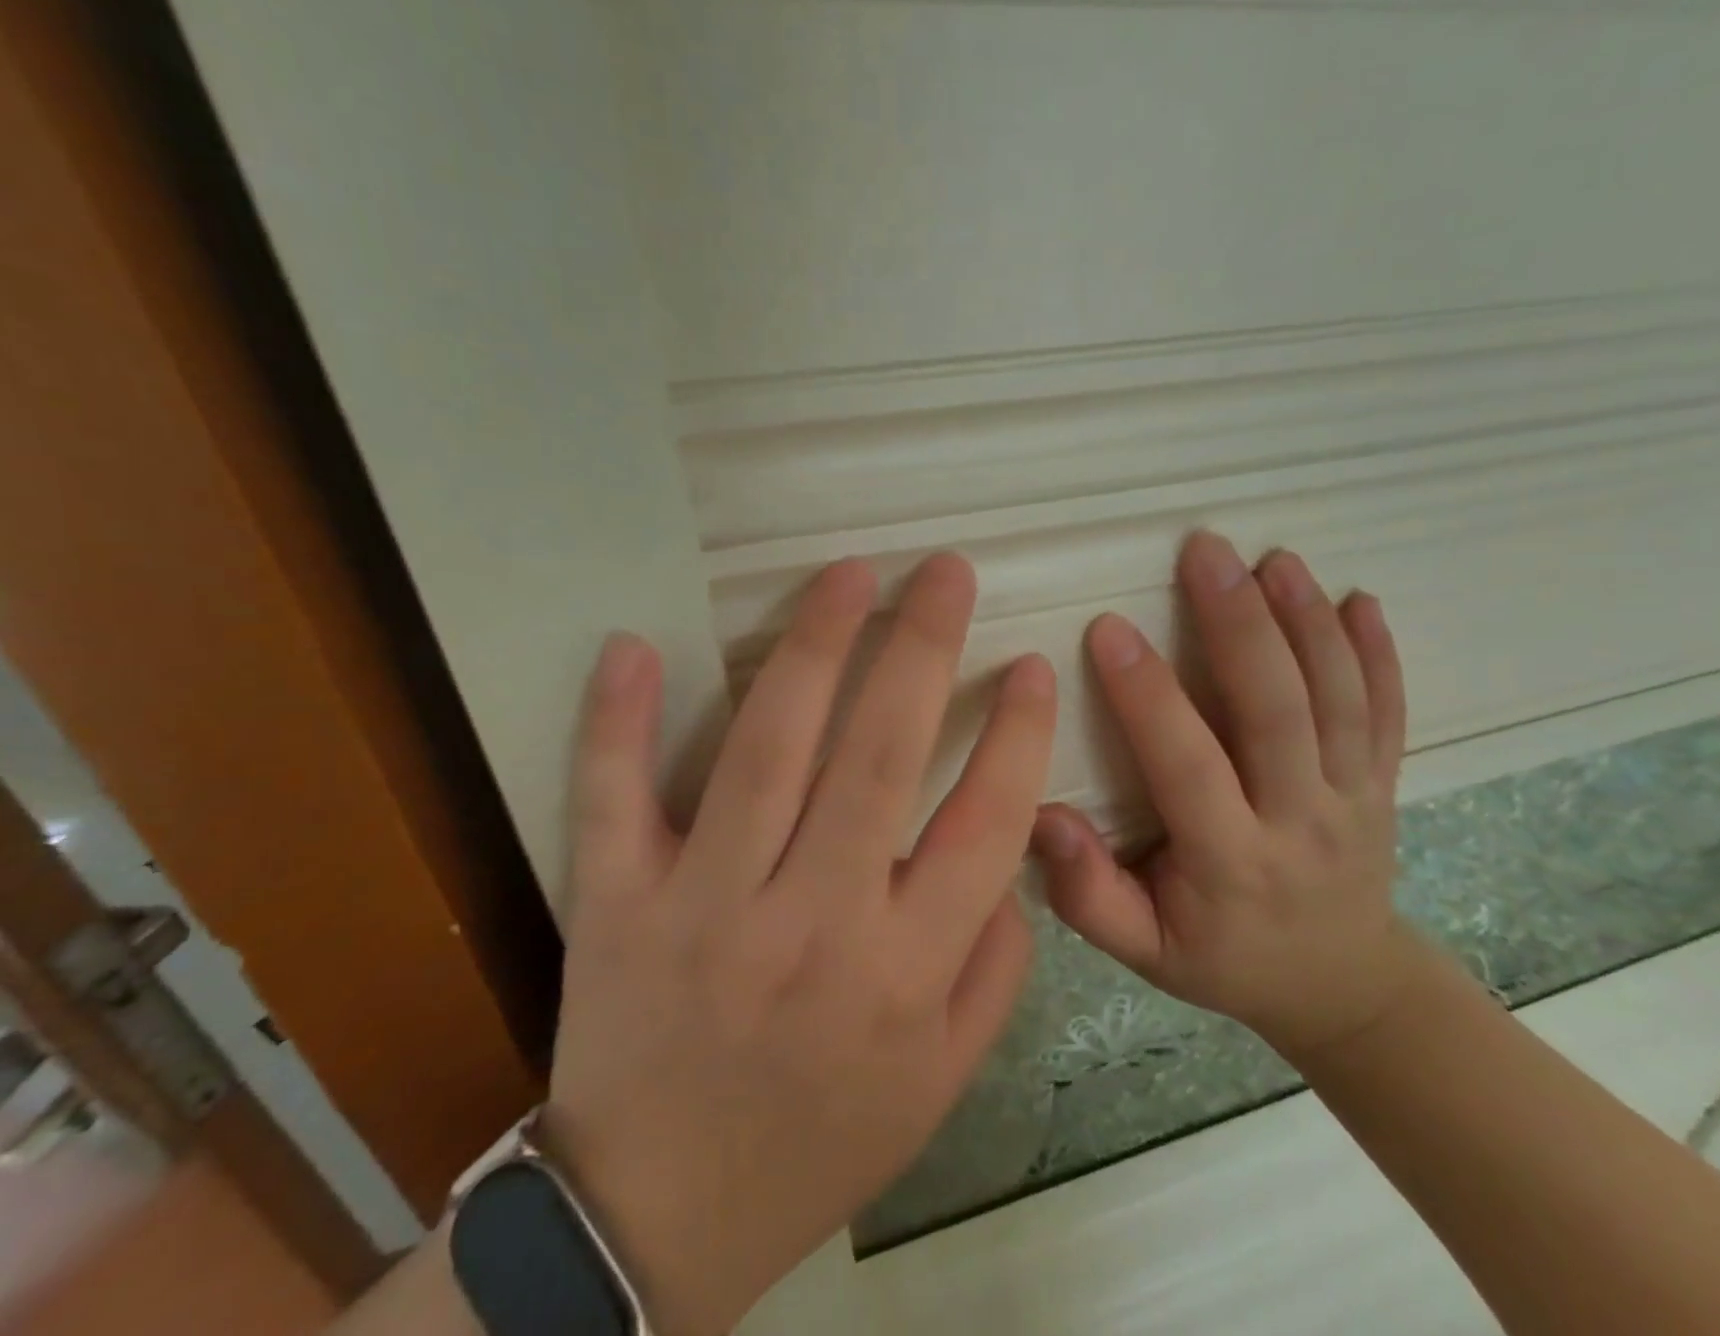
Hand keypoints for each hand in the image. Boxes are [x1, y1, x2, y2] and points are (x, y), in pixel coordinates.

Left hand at [544, 555, 1054, 1335]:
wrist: (657, 1222)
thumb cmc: (818, 1141)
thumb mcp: (941, 1082)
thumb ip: (994, 968)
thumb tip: (1010, 854)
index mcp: (901, 973)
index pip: (984, 825)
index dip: (1018, 735)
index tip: (1032, 665)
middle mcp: (811, 924)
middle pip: (876, 758)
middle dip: (922, 649)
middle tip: (945, 572)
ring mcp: (703, 908)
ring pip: (765, 752)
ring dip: (812, 648)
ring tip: (850, 575)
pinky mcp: (616, 906)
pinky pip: (612, 799)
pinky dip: (618, 722)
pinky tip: (636, 645)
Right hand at [1032, 532, 1420, 1060]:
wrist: (1341, 985)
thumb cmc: (1224, 958)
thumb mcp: (1144, 950)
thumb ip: (1088, 892)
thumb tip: (1041, 815)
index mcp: (1232, 863)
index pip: (1187, 765)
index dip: (1147, 697)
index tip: (1110, 628)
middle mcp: (1302, 822)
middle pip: (1276, 712)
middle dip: (1240, 625)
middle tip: (1205, 553)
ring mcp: (1356, 798)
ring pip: (1338, 700)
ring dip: (1307, 622)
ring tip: (1274, 559)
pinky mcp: (1386, 783)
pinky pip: (1390, 712)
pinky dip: (1379, 654)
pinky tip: (1360, 599)